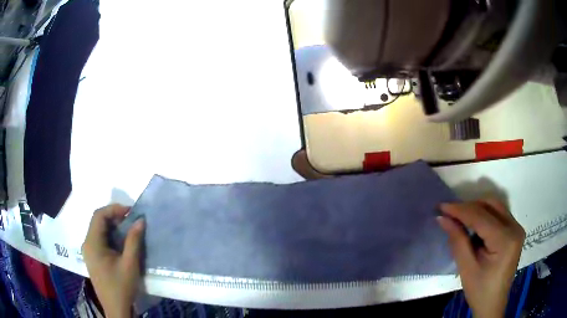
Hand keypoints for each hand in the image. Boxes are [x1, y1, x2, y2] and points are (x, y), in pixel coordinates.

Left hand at [82, 204, 144, 317]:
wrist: (115, 308)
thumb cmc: (121, 287)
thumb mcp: (130, 264)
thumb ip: (134, 241)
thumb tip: (140, 220)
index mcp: (92, 243)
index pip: (99, 215)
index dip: (114, 209)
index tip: (131, 212)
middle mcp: (87, 243)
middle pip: (97, 221)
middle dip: (114, 216)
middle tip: (131, 219)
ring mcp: (88, 251)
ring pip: (98, 229)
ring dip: (112, 226)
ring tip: (128, 229)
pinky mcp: (92, 257)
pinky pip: (99, 239)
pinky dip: (110, 235)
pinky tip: (120, 242)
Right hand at [438, 199, 524, 317]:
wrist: (493, 304)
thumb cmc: (479, 291)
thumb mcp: (466, 268)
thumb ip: (457, 240)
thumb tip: (443, 218)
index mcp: (506, 240)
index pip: (481, 217)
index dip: (461, 210)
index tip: (441, 207)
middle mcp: (515, 228)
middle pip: (491, 205)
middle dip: (469, 207)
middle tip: (450, 214)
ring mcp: (517, 228)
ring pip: (495, 206)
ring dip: (477, 209)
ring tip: (460, 219)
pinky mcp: (515, 230)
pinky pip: (498, 214)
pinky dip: (484, 215)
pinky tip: (474, 226)